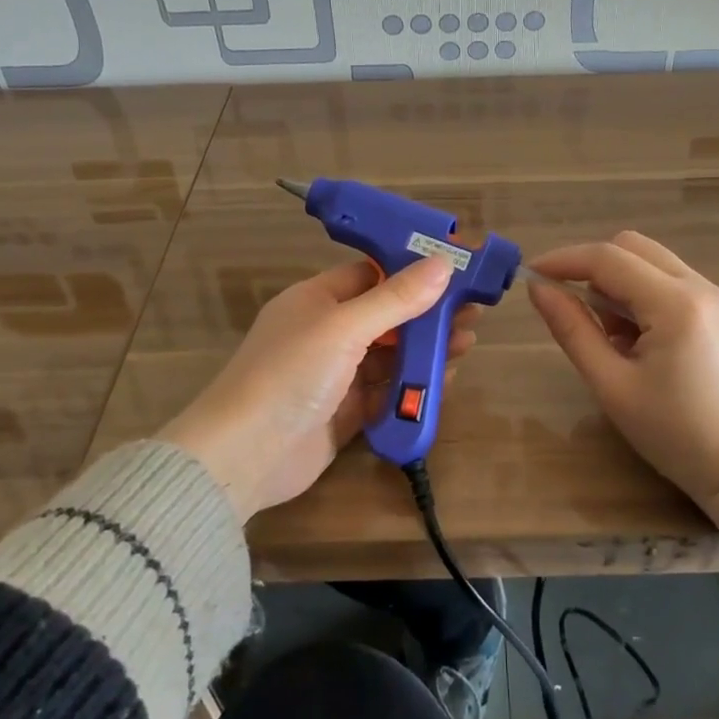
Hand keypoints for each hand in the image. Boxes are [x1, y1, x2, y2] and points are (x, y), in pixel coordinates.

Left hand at [159, 257, 474, 520]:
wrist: (245, 456)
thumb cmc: (291, 374)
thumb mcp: (344, 328)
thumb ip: (395, 299)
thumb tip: (442, 263)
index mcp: (316, 301)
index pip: (369, 274)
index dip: (410, 271)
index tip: (454, 270)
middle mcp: (325, 333)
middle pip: (385, 316)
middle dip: (427, 314)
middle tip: (473, 311)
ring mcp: (334, 376)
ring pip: (388, 356)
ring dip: (425, 349)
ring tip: (467, 343)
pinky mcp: (343, 414)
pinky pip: (385, 393)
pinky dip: (412, 386)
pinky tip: (445, 380)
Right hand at [528, 232, 718, 546]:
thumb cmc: (677, 436)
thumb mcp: (613, 386)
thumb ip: (573, 330)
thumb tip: (539, 290)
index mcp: (675, 303)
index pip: (608, 258)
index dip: (563, 260)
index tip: (531, 276)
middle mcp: (701, 287)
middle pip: (633, 247)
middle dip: (592, 267)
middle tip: (571, 309)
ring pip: (653, 264)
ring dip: (619, 284)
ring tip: (612, 341)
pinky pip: (673, 284)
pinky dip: (644, 297)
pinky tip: (641, 344)